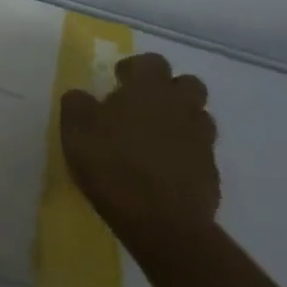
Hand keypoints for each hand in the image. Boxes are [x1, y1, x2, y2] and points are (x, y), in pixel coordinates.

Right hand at [60, 53, 218, 247]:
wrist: (162, 225)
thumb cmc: (113, 165)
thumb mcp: (75, 129)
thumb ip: (77, 103)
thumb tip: (83, 97)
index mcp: (149, 88)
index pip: (152, 61)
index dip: (135, 68)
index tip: (118, 83)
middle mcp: (181, 107)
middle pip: (188, 84)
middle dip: (170, 90)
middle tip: (144, 107)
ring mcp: (201, 141)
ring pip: (199, 118)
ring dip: (181, 121)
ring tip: (155, 139)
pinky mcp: (212, 175)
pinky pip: (200, 153)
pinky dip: (186, 155)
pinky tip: (165, 172)